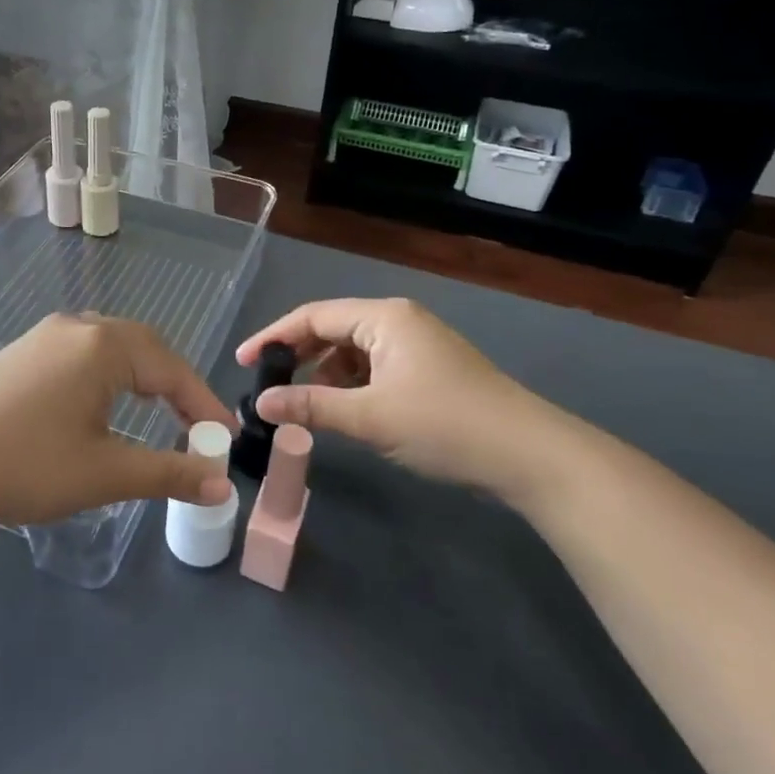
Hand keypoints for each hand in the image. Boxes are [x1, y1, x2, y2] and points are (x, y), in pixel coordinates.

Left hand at [0, 314, 236, 534]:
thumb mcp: (105, 473)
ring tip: (157, 416)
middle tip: (195, 428)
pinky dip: (109, 378)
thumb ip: (168, 472)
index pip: (172, 368)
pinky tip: (103, 407)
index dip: (203, 405)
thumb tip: (221, 482)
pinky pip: (82, 355)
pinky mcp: (21, 353)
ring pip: (111, 349)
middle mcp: (76, 327)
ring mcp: (44, 336)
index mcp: (103, 345)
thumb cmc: (27, 465)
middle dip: (175, 386)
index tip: (225, 441)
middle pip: (144, 347)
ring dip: (141, 379)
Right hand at [236, 298, 552, 500]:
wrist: (532, 456)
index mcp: (383, 317)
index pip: (313, 316)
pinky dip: (351, 385)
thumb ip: (311, 407)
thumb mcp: (370, 417)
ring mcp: (417, 344)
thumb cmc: (446, 425)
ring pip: (353, 351)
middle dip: (297, 355)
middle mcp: (398, 320)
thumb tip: (259, 405)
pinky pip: (374, 367)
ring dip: (324, 373)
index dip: (273, 337)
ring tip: (301, 402)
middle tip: (266, 382)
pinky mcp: (428, 370)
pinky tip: (342, 409)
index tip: (242, 362)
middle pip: (332, 329)